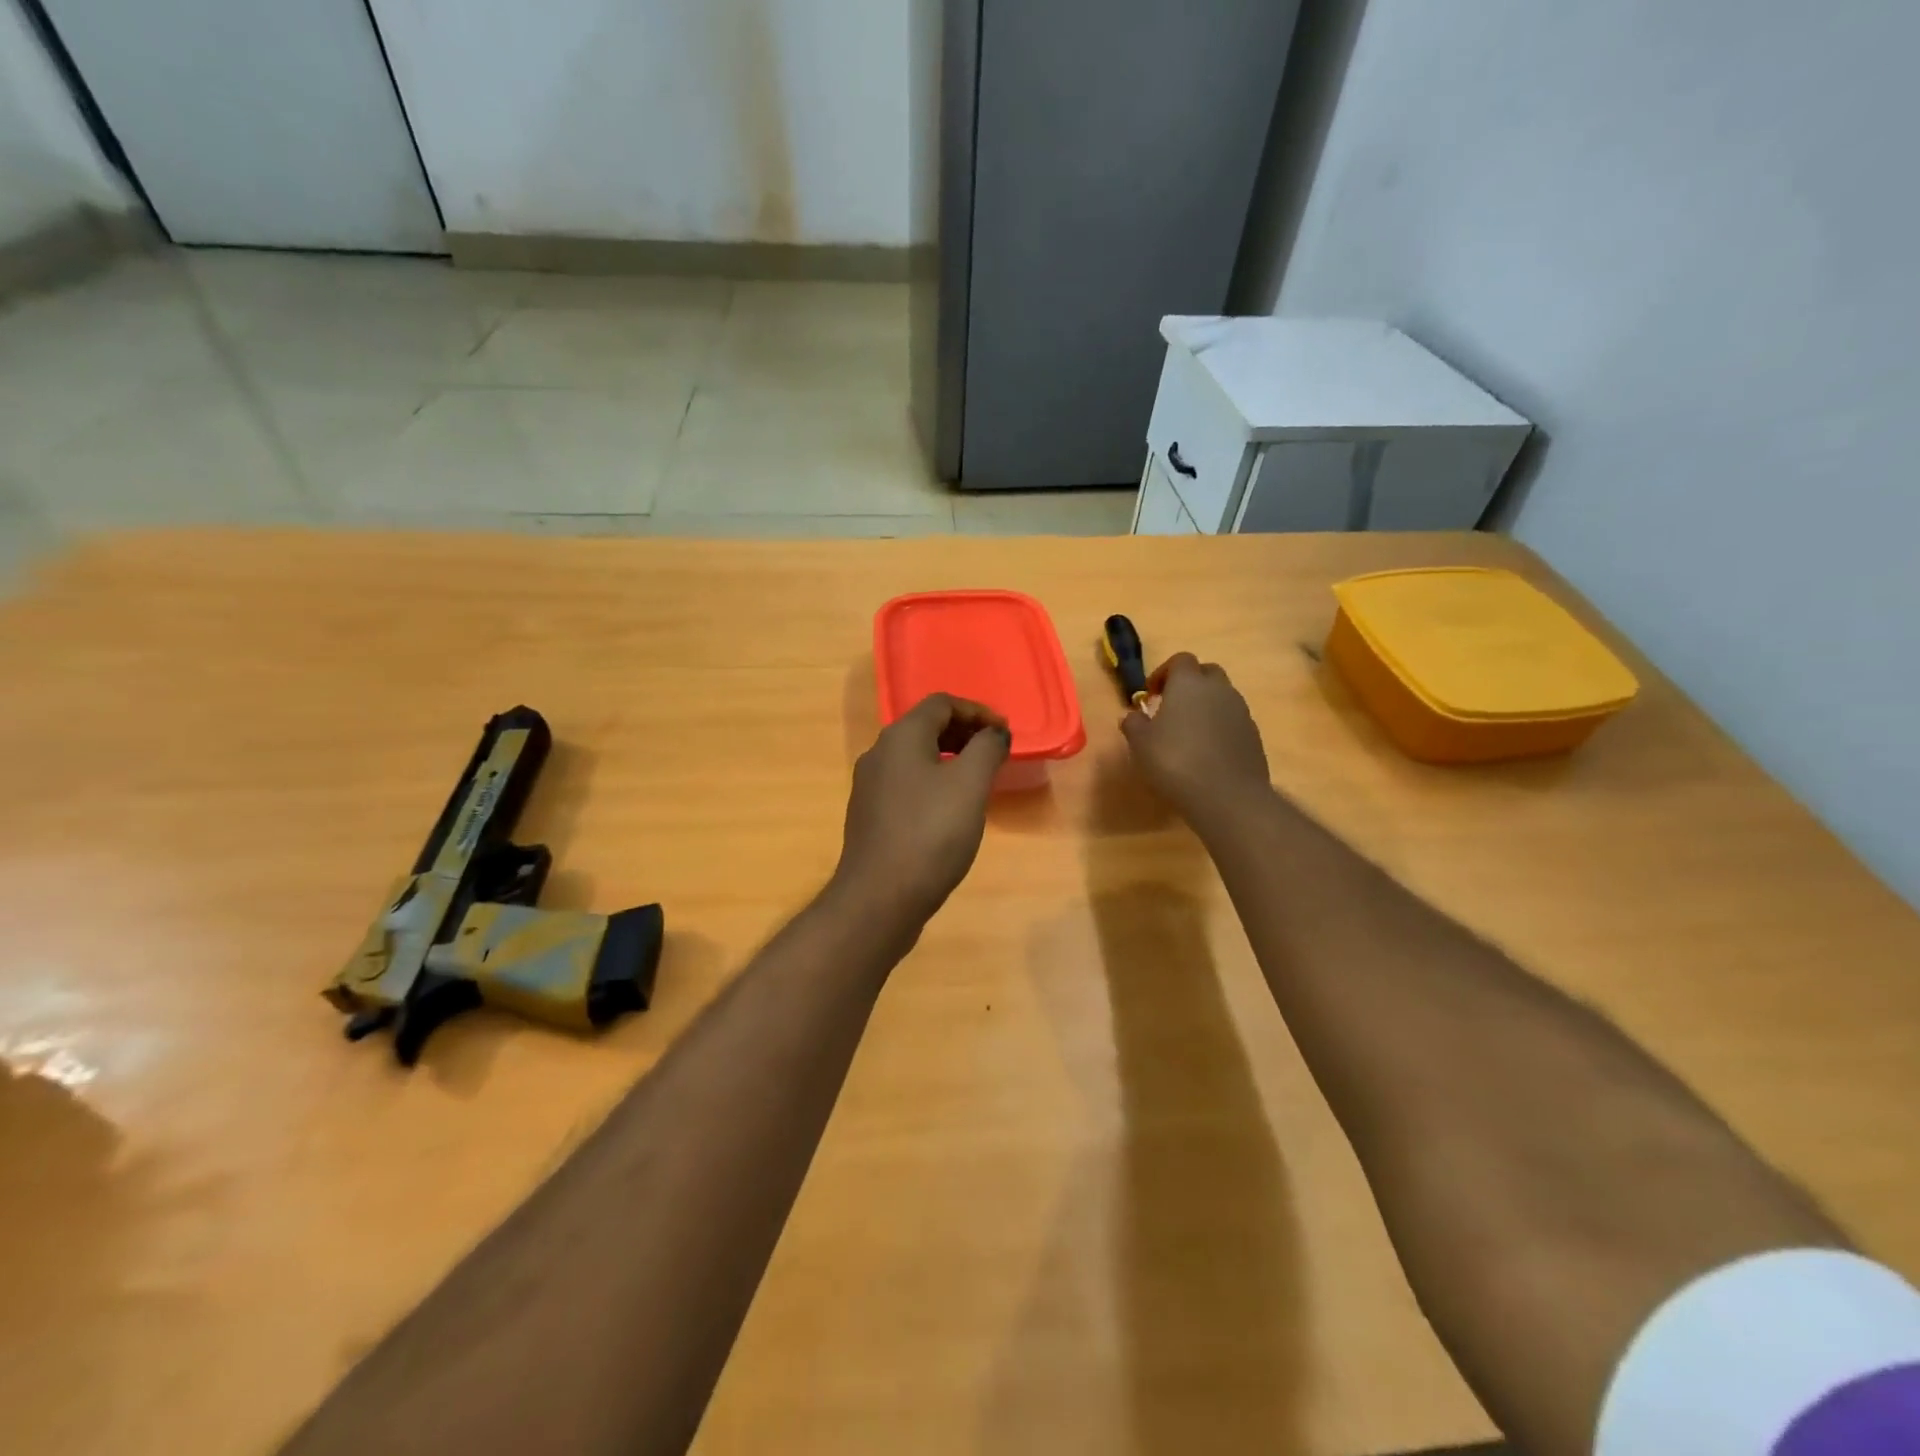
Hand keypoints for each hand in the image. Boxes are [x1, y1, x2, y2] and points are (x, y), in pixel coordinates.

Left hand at [836, 694, 1010, 924]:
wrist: (880, 897)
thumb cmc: (930, 833)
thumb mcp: (970, 785)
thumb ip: (987, 749)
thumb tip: (994, 733)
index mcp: (901, 736)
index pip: (942, 703)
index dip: (977, 711)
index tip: (1005, 734)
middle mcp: (879, 753)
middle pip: (925, 727)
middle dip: (964, 733)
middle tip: (994, 753)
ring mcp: (870, 786)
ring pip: (915, 757)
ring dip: (949, 759)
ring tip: (978, 781)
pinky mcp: (870, 816)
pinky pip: (906, 784)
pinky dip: (933, 783)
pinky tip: (950, 811)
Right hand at [1120, 653, 1271, 828]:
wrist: (1227, 796)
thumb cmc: (1175, 762)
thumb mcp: (1140, 744)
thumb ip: (1134, 724)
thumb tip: (1133, 715)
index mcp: (1189, 683)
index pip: (1180, 660)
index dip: (1163, 673)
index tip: (1151, 695)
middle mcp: (1219, 689)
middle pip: (1206, 673)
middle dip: (1189, 684)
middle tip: (1171, 708)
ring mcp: (1241, 711)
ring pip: (1222, 697)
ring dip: (1206, 707)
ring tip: (1188, 734)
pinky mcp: (1253, 735)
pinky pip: (1233, 721)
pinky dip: (1220, 728)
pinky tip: (1207, 753)